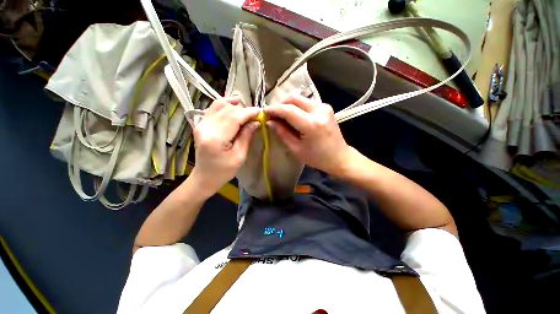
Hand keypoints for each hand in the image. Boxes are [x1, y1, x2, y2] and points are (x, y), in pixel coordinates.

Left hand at [190, 97, 260, 196]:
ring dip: (235, 106)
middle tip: (255, 116)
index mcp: (216, 138)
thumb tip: (256, 121)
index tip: (260, 112)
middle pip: (227, 110)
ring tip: (246, 111)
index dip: (249, 112)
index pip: (234, 117)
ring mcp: (201, 124)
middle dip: (244, 110)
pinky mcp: (201, 124)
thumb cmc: (224, 171)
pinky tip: (234, 105)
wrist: (204, 177)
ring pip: (219, 105)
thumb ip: (246, 136)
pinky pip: (213, 108)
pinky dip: (225, 105)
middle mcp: (205, 127)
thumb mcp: (239, 156)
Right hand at [264, 95, 351, 175]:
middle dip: (280, 104)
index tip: (264, 112)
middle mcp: (319, 111)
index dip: (274, 109)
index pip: (288, 110)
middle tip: (272, 115)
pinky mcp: (326, 107)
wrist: (339, 157)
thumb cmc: (317, 158)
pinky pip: (306, 102)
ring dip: (288, 105)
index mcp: (311, 124)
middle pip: (294, 99)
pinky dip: (297, 107)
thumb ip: (282, 133)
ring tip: (281, 116)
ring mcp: (324, 107)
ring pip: (300, 99)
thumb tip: (270, 121)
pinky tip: (293, 116)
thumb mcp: (296, 149)